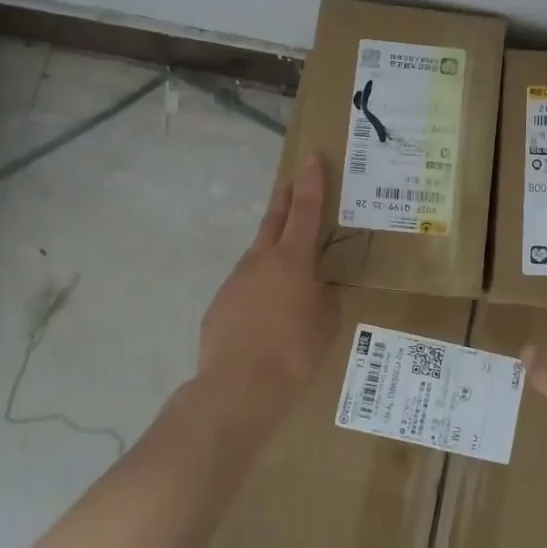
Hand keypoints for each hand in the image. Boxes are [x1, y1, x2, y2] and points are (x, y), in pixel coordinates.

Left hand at [196, 153, 338, 424]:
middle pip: (275, 219)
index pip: (306, 211)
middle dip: (285, 198)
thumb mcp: (326, 324)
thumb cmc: (293, 354)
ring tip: (288, 261)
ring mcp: (236, 281)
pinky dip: (259, 285)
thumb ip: (324, 298)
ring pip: (258, 254)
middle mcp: (261, 261)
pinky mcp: (220, 304)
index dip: (311, 183)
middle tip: (292, 182)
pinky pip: (246, 285)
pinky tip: (267, 310)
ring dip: (273, 247)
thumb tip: (318, 291)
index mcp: (293, 260)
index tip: (310, 158)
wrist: (236, 389)